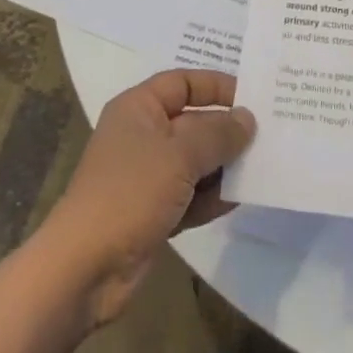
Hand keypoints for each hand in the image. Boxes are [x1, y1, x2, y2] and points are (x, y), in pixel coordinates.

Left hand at [38, 70, 255, 329]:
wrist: (84, 270)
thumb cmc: (130, 192)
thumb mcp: (180, 154)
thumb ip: (218, 134)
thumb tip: (248, 119)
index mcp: (139, 108)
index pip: (183, 82)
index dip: (216, 86)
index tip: (253, 96)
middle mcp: (143, 135)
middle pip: (193, 122)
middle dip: (227, 129)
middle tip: (268, 132)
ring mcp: (148, 176)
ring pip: (195, 160)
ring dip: (224, 165)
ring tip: (264, 165)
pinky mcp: (154, 212)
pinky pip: (191, 194)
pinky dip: (212, 196)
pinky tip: (241, 198)